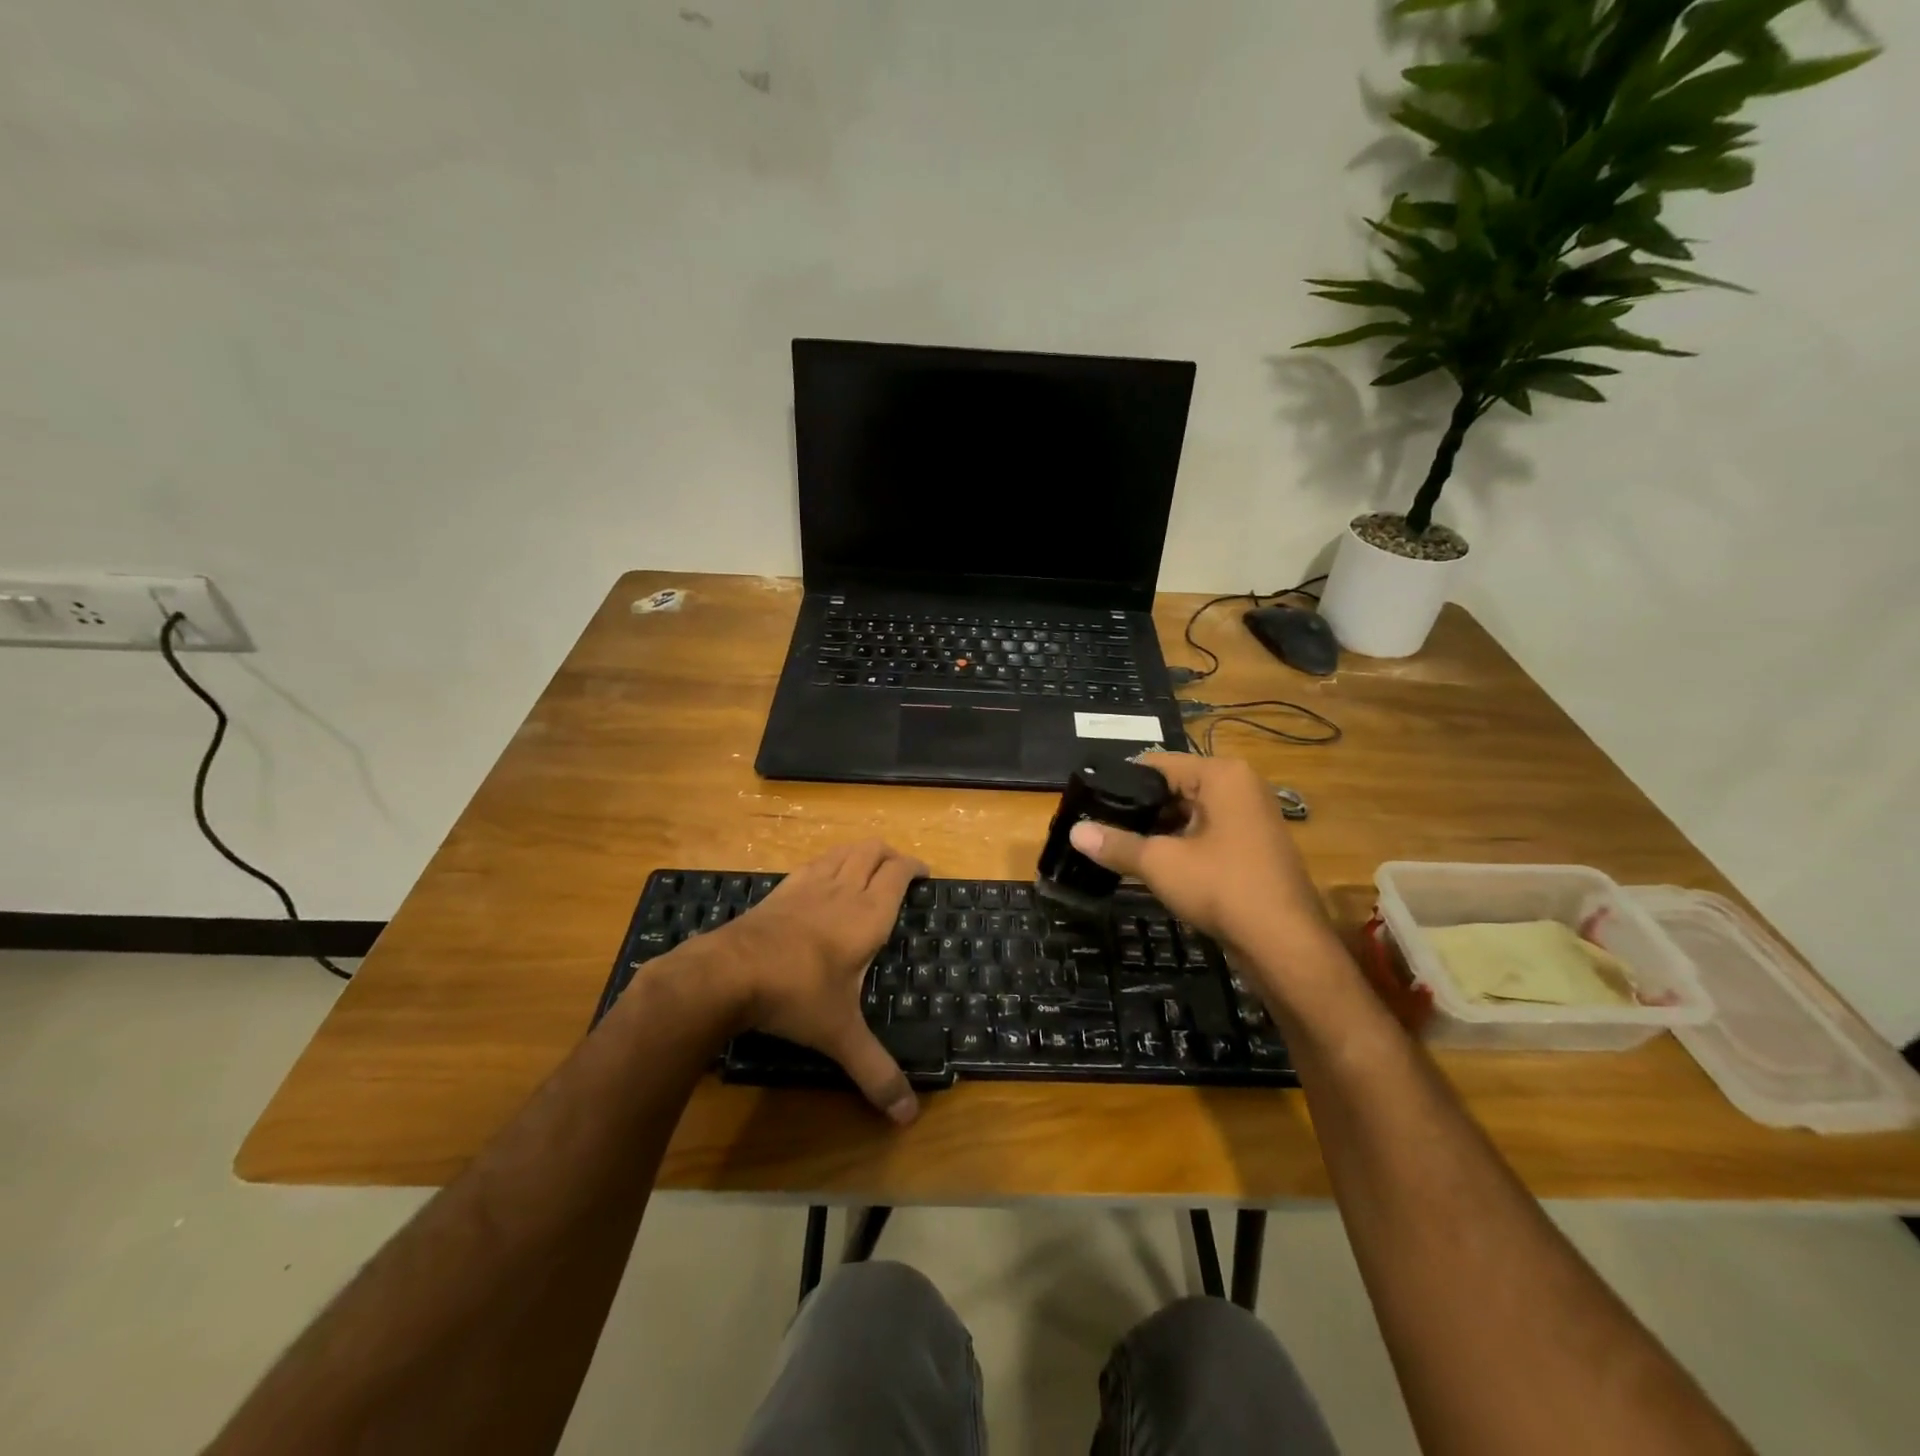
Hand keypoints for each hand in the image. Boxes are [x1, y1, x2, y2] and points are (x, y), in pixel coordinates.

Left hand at [708, 839, 925, 1124]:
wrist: (727, 973)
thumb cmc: (796, 995)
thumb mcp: (840, 1035)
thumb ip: (876, 1072)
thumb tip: (908, 1118)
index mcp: (868, 915)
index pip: (898, 873)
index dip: (914, 867)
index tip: (925, 874)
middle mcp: (842, 890)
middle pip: (872, 851)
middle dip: (890, 854)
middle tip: (900, 872)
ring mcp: (808, 886)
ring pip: (843, 851)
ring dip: (860, 853)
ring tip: (868, 868)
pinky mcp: (780, 891)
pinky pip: (814, 863)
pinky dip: (829, 862)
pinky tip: (823, 881)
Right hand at [1068, 753, 1332, 967]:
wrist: (1285, 944)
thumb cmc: (1222, 888)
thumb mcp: (1160, 863)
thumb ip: (1116, 844)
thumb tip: (1074, 833)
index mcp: (1221, 775)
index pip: (1157, 764)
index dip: (1120, 783)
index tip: (1088, 802)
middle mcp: (1240, 786)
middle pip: (1174, 787)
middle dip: (1138, 809)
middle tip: (1098, 826)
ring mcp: (1250, 817)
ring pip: (1189, 812)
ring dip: (1157, 830)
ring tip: (1116, 845)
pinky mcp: (1252, 846)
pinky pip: (1206, 833)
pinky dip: (1179, 843)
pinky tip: (1151, 863)